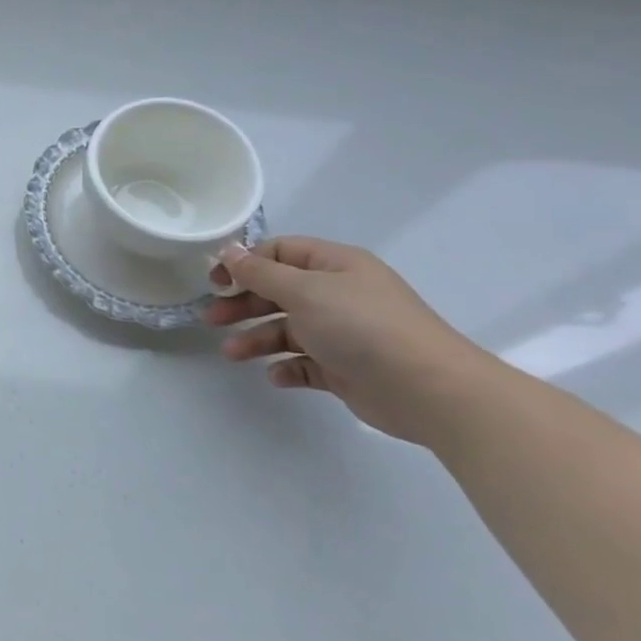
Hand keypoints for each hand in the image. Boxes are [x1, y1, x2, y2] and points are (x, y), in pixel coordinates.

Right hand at [205, 236, 490, 443]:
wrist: (427, 389)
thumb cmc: (361, 326)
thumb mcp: (304, 291)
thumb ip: (260, 273)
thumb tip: (228, 251)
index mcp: (335, 266)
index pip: (281, 252)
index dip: (245, 263)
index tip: (216, 282)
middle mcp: (339, 294)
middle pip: (279, 291)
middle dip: (243, 304)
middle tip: (212, 319)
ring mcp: (343, 332)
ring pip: (287, 329)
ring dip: (257, 339)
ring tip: (233, 354)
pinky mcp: (345, 368)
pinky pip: (305, 363)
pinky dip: (286, 367)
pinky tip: (276, 376)